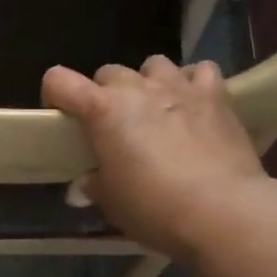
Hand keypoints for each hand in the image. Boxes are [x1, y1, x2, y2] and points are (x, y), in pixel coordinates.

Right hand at [42, 56, 268, 261]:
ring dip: (148, 83)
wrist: (222, 211)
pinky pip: (200, 72)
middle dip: (105, 94)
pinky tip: (194, 104)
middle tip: (113, 126)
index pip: (60, 82)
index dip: (54, 95)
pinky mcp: (216, 96)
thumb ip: (95, 185)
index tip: (61, 117)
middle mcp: (137, 88)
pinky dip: (192, 83)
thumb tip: (85, 184)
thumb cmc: (154, 208)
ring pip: (154, 64)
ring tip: (155, 110)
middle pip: (109, 72)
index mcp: (102, 111)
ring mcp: (179, 87)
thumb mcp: (112, 203)